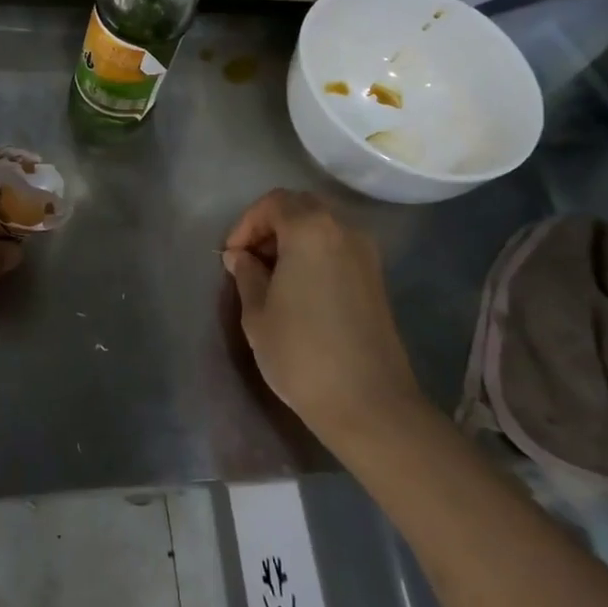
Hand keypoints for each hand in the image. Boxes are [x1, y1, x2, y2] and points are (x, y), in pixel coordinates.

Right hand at [222, 189, 425, 445]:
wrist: (369, 403)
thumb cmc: (302, 353)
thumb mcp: (257, 313)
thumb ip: (247, 275)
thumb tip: (242, 257)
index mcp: (310, 230)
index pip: (273, 203)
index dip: (245, 224)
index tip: (231, 256)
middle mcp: (343, 230)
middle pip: (301, 207)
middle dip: (269, 226)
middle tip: (248, 261)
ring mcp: (366, 254)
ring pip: (322, 227)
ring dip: (292, 240)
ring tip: (270, 276)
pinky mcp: (376, 278)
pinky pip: (337, 248)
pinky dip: (314, 254)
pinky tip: (298, 289)